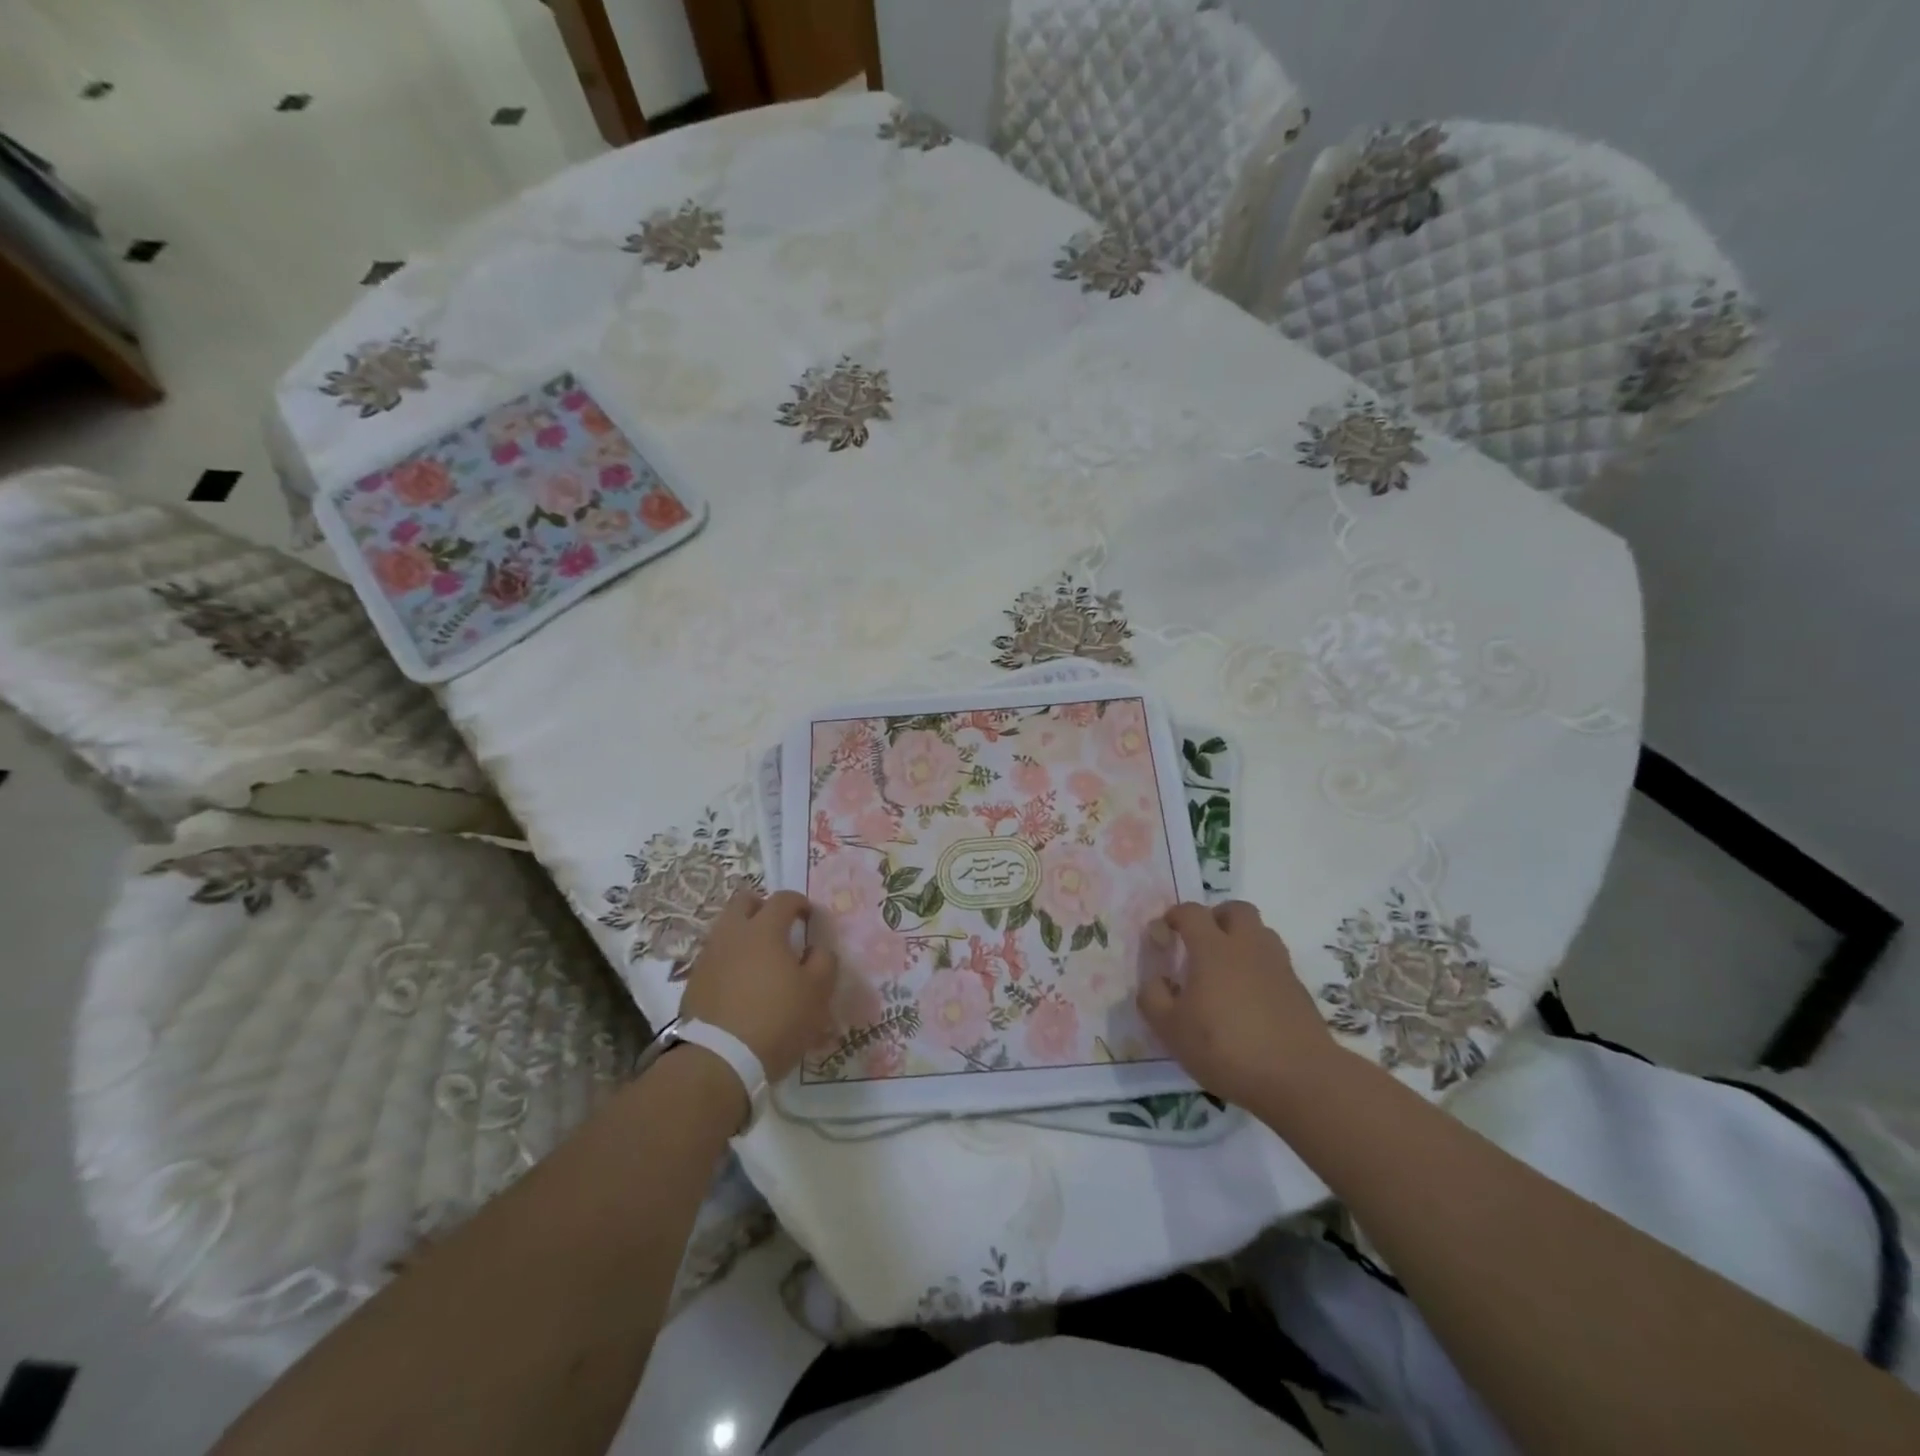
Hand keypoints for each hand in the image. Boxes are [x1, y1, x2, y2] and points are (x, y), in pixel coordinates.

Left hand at [678, 889, 835, 1081]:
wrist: (718, 1060)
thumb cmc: (777, 1019)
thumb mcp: (817, 992)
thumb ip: (823, 962)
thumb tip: (817, 949)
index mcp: (764, 929)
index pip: (783, 898)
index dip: (799, 902)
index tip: (809, 917)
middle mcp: (732, 934)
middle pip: (744, 901)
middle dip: (762, 907)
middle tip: (778, 926)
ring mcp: (708, 957)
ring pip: (725, 929)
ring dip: (743, 934)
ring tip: (760, 958)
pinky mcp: (694, 982)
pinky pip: (715, 957)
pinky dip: (729, 960)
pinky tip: (741, 983)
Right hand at [1137, 901, 1335, 1106]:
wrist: (1299, 1078)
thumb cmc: (1226, 1048)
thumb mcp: (1171, 1029)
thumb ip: (1154, 998)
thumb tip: (1154, 980)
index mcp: (1213, 948)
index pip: (1192, 912)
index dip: (1175, 915)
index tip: (1165, 932)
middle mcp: (1247, 946)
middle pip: (1236, 910)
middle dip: (1216, 917)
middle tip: (1201, 943)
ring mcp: (1278, 966)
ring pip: (1261, 933)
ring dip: (1242, 940)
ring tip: (1226, 970)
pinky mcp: (1298, 990)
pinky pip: (1275, 963)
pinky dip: (1259, 969)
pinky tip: (1249, 999)